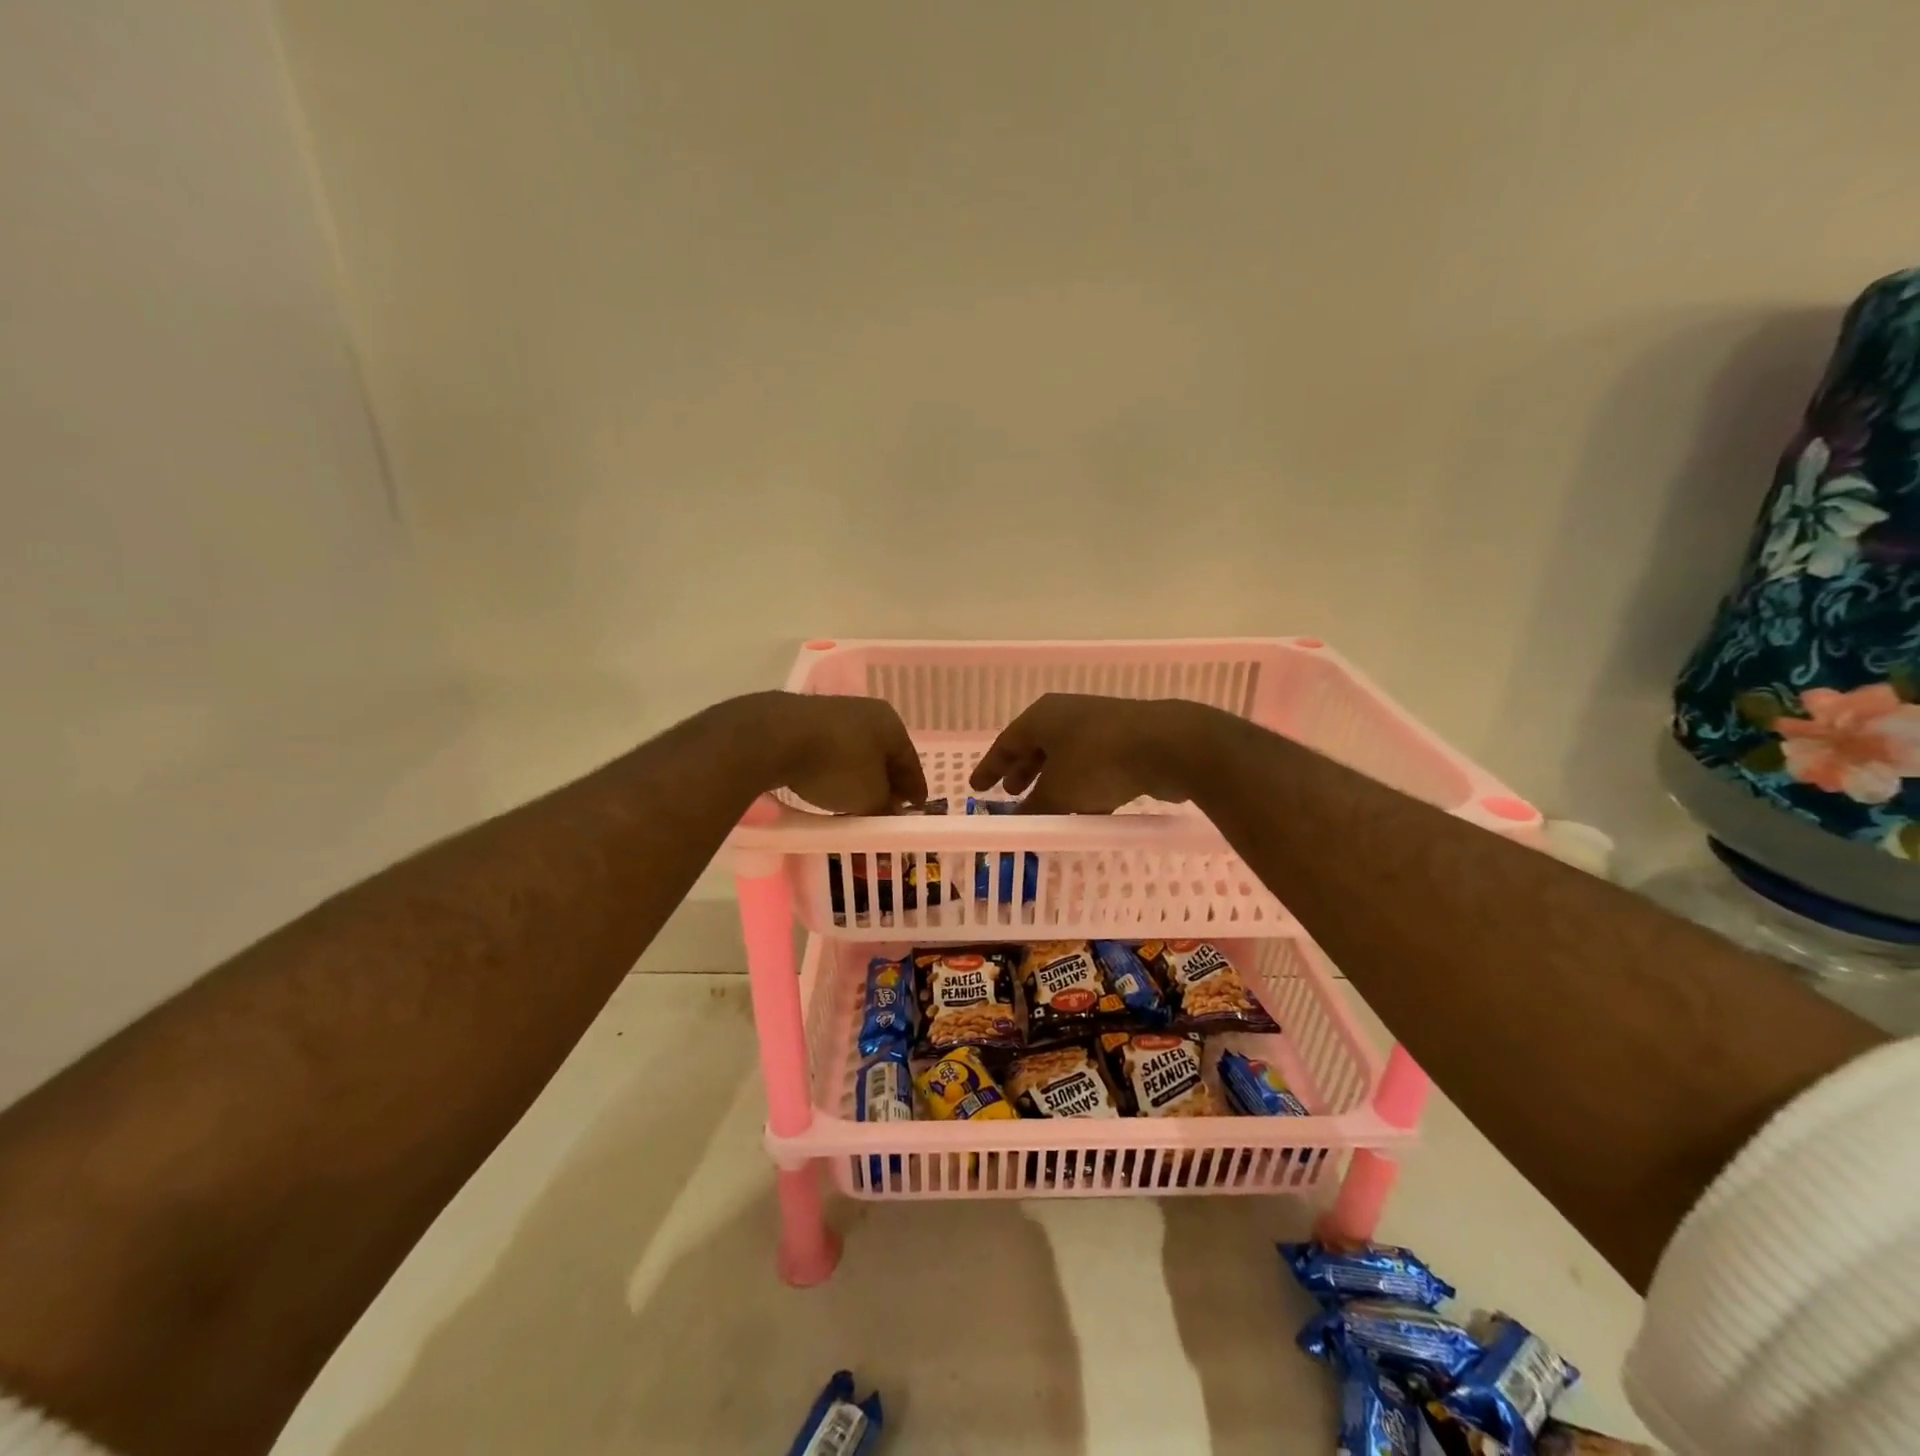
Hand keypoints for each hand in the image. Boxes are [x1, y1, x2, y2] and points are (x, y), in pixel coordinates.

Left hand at [730, 691, 928, 814]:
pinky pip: (828, 750)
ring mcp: (832, 712)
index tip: (916, 808)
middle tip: (887, 806)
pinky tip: (827, 785)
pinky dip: (834, 769)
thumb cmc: (836, 765)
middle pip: (882, 753)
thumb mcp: (869, 797)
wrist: (774, 737)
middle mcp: (865, 711)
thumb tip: (892, 811)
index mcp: (891, 723)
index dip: (915, 788)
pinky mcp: (802, 721)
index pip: (910, 760)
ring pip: (855, 751)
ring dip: (859, 775)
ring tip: (856, 801)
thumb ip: (885, 806)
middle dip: (886, 781)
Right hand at [968, 694, 1215, 812]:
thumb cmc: (1097, 762)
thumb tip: (1018, 825)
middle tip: (1010, 794)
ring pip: (1066, 757)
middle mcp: (1067, 715)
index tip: (977, 787)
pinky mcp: (1126, 741)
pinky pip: (1093, 765)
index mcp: (1042, 717)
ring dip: (1053, 782)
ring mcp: (1099, 725)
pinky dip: (1082, 786)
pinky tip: (1085, 810)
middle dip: (1023, 772)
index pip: (1006, 743)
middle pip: (1036, 747)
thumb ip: (1035, 810)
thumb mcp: (1058, 792)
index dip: (990, 767)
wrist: (1166, 746)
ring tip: (1046, 807)